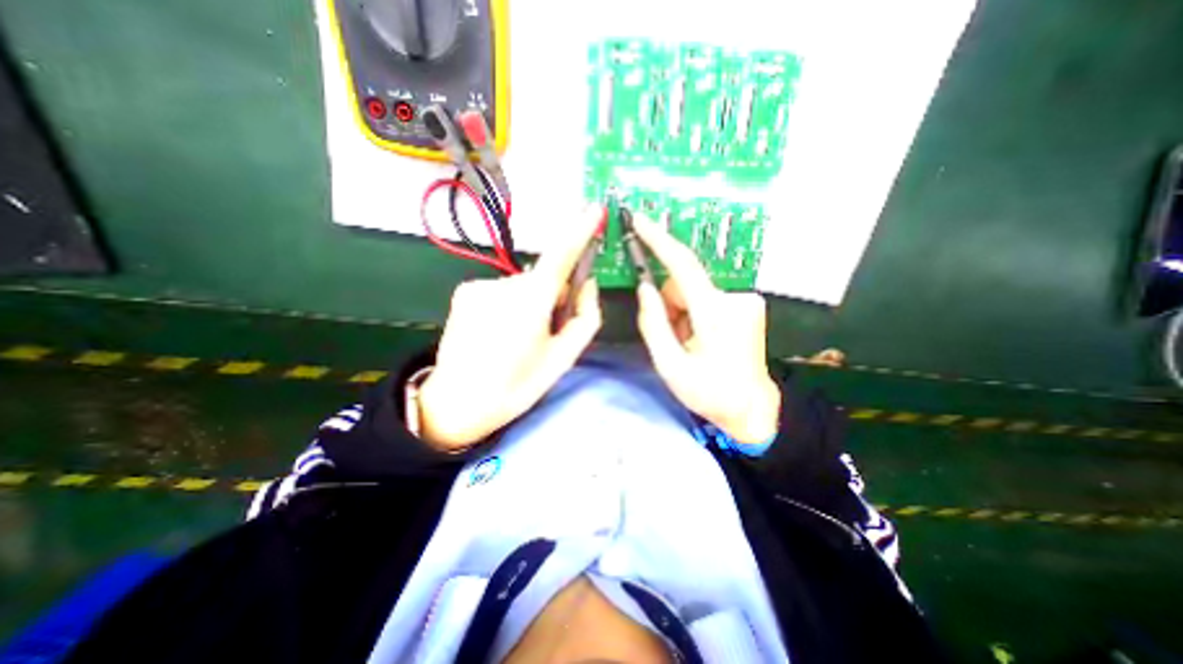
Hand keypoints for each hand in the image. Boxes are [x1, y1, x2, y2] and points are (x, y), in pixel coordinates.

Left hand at [414, 204, 603, 447]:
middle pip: (543, 278)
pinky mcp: (465, 291)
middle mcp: (504, 284)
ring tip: (517, 337)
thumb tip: (588, 285)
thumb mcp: (563, 358)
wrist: (457, 403)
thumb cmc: (517, 386)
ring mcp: (480, 285)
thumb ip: (586, 317)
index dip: (579, 230)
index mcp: (531, 302)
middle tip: (546, 329)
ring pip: (521, 286)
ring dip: (529, 302)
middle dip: (553, 295)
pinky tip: (497, 331)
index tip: (594, 210)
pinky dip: (508, 304)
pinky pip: (500, 290)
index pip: (561, 255)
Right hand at [634, 216, 783, 448]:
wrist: (752, 408)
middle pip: (683, 285)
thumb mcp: (670, 365)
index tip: (640, 220)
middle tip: (675, 340)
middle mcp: (736, 298)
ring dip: (683, 314)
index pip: (683, 266)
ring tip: (690, 344)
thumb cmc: (710, 392)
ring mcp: (745, 300)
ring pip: (694, 292)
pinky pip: (706, 298)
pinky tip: (703, 338)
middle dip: (671, 307)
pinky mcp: (747, 304)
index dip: (659, 240)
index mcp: (716, 315)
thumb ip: (652, 323)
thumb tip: (644, 287)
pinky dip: (696, 315)